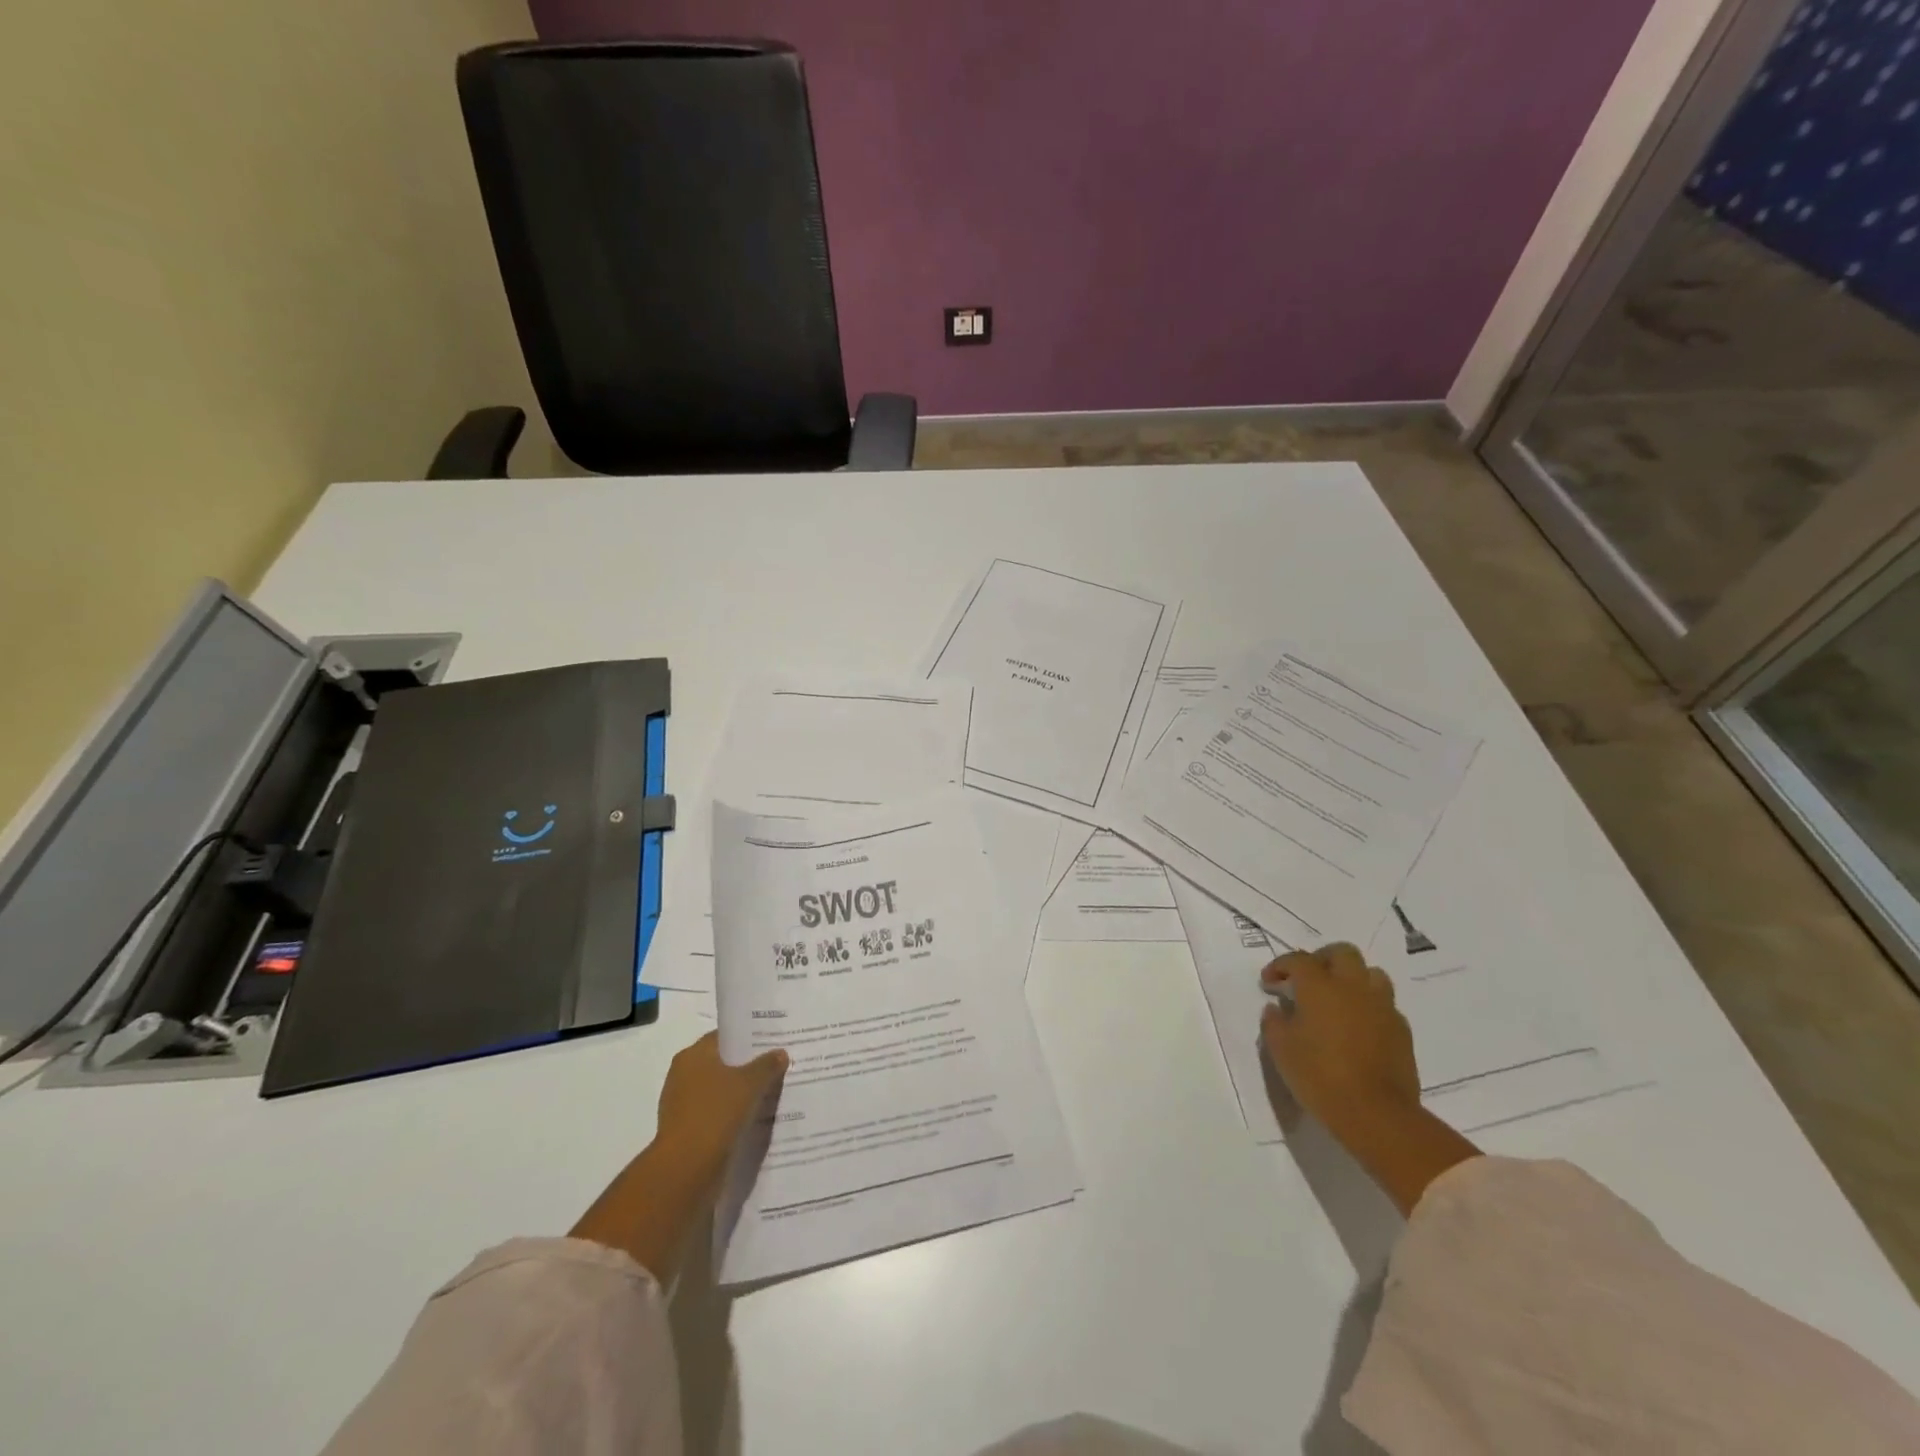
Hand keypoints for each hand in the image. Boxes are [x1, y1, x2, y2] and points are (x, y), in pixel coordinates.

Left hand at [654, 1032, 788, 1185]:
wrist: (686, 1170)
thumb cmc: (715, 1114)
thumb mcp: (749, 1084)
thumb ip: (766, 1065)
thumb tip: (780, 1053)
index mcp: (693, 1055)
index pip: (724, 1037)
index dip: (748, 1037)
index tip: (772, 1040)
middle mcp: (683, 1075)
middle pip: (722, 1064)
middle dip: (748, 1066)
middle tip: (778, 1064)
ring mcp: (683, 1105)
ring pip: (721, 1091)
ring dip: (742, 1093)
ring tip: (773, 1091)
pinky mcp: (688, 1131)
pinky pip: (717, 1114)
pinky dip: (734, 1115)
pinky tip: (756, 1117)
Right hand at [1259, 943, 1478, 1214]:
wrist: (1376, 1114)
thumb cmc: (1319, 1076)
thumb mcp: (1281, 1049)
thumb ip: (1274, 1022)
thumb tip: (1276, 1008)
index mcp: (1320, 986)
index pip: (1298, 960)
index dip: (1280, 966)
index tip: (1269, 983)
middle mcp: (1353, 987)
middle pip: (1343, 953)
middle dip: (1322, 959)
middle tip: (1308, 979)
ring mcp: (1382, 1007)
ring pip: (1371, 974)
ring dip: (1352, 978)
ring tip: (1338, 998)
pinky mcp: (1402, 1031)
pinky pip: (1385, 1005)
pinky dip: (1369, 1006)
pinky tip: (1358, 1027)